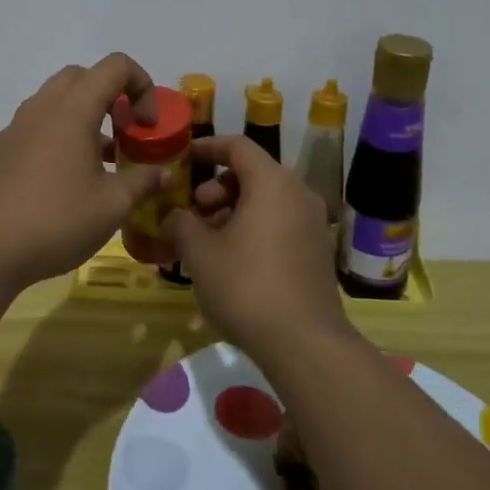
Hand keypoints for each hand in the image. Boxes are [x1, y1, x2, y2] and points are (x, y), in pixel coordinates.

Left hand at [0, 53, 169, 289]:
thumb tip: (165, 173)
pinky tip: (70, 179)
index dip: (142, 86)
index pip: (115, 66)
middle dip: (112, 95)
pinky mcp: (2, 150)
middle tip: (126, 133)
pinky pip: (39, 124)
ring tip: (103, 160)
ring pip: (58, 100)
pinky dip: (62, 134)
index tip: (147, 126)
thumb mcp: (112, 205)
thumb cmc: (56, 220)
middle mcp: (42, 107)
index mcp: (72, 109)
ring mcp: (17, 127)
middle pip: (83, 76)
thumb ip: (143, 181)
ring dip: (86, 116)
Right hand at [162, 135, 354, 366]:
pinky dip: (254, 226)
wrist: (304, 343)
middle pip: (253, 172)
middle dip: (217, 187)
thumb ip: (181, 224)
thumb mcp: (200, 253)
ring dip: (233, 209)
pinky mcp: (317, 250)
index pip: (237, 146)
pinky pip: (280, 222)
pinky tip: (232, 259)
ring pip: (267, 199)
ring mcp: (313, 223)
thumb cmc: (246, 286)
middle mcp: (298, 193)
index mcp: (272, 182)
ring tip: (208, 240)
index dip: (206, 148)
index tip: (181, 160)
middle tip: (193, 212)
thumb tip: (172, 217)